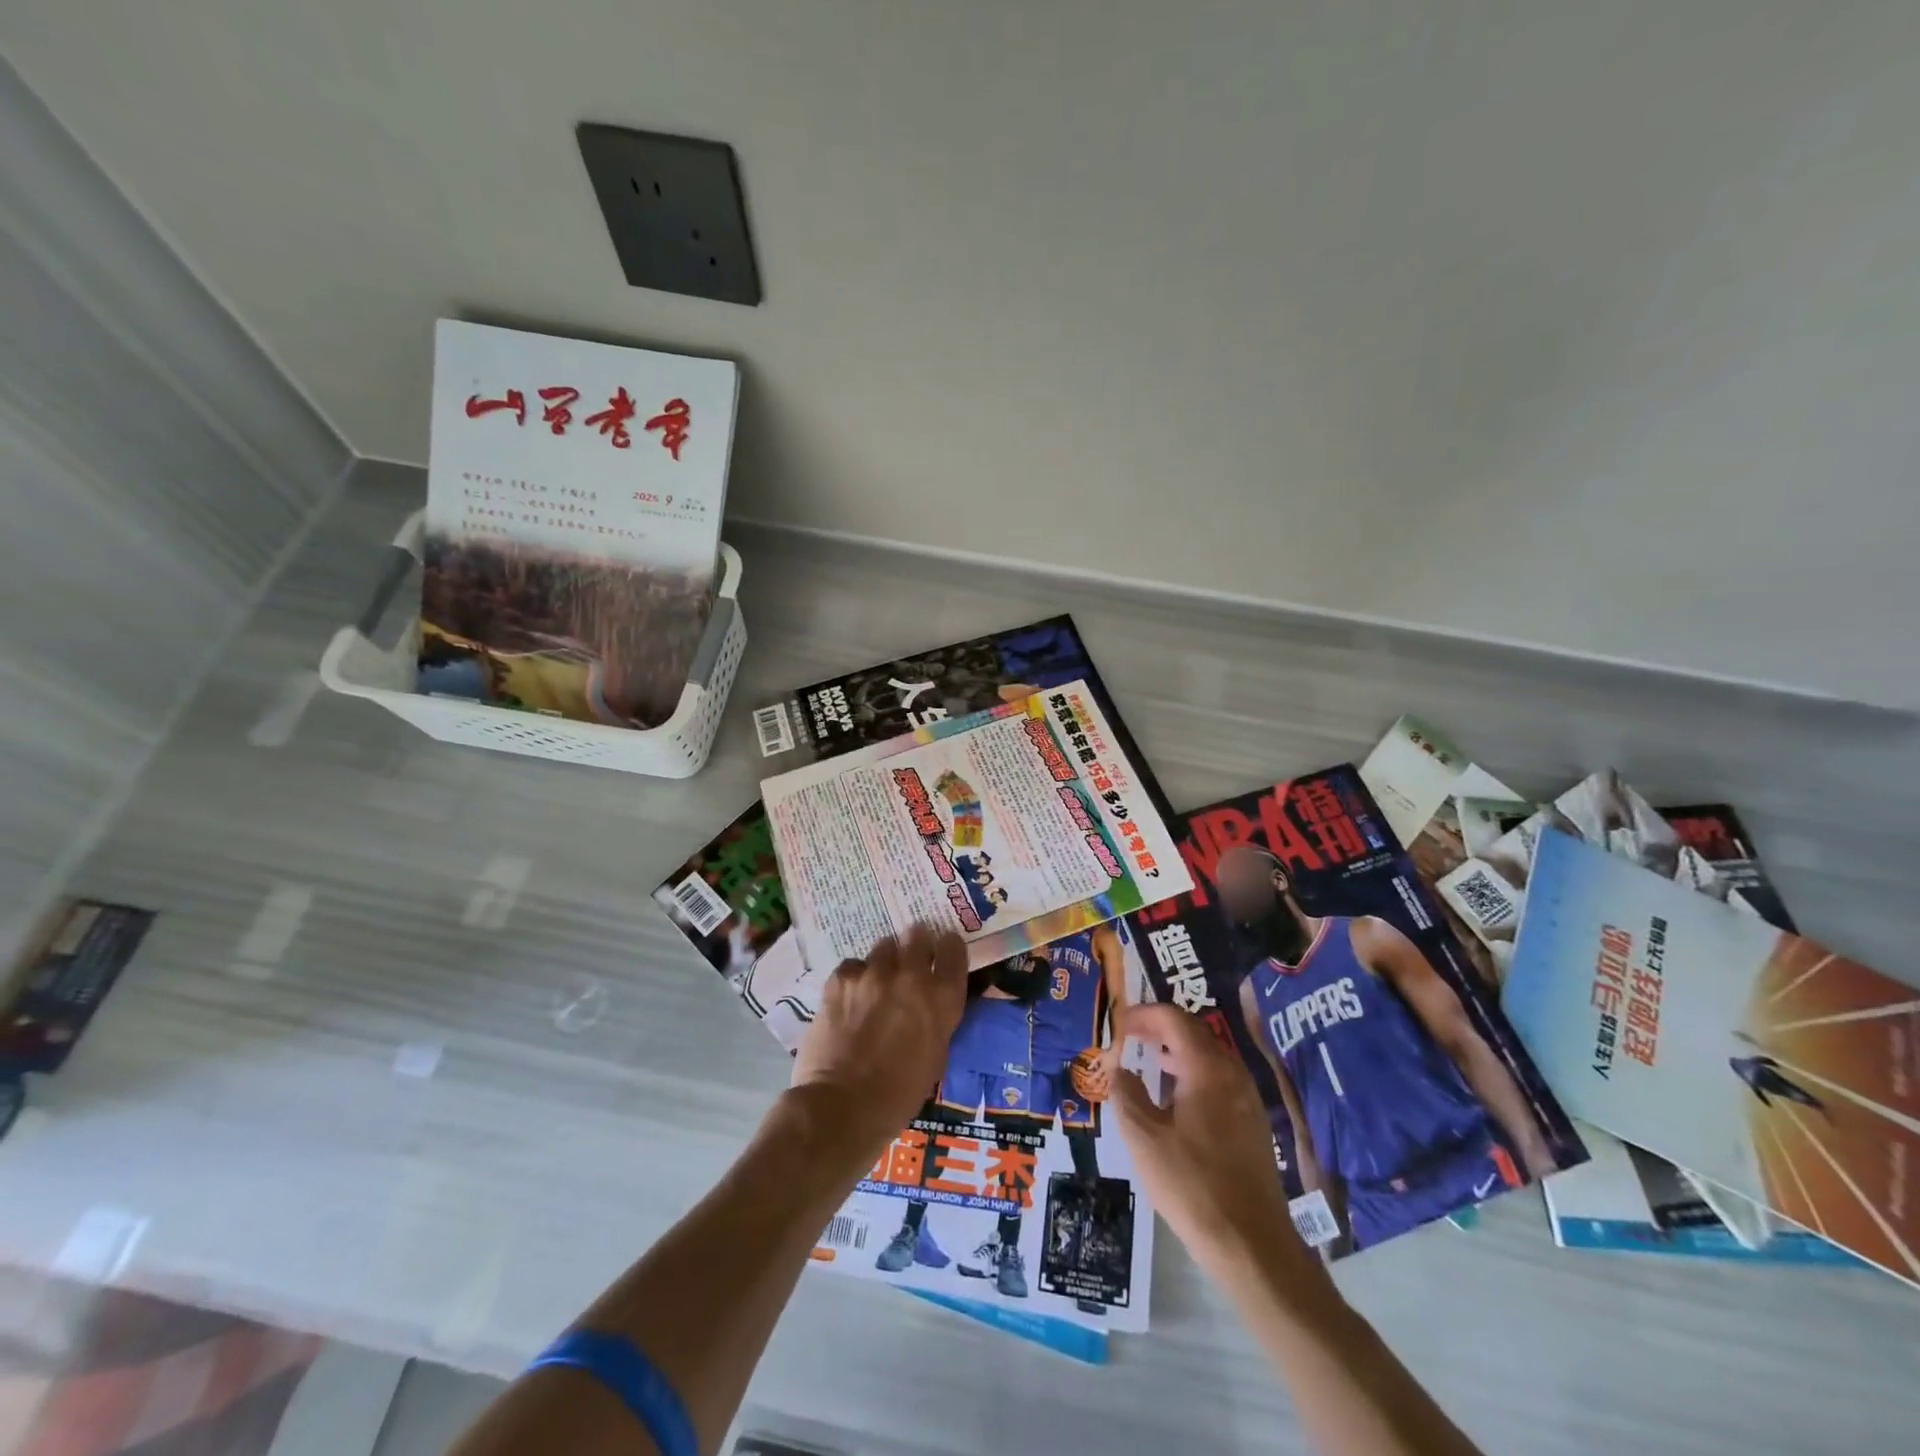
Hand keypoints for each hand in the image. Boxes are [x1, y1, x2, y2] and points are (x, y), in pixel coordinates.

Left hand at [790, 925, 967, 1154]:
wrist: (843, 1106)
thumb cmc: (899, 1095)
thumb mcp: (936, 1056)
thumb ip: (937, 1018)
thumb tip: (930, 1004)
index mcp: (942, 998)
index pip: (953, 948)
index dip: (946, 948)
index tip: (940, 953)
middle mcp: (912, 976)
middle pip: (917, 934)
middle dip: (914, 945)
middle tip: (907, 962)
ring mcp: (874, 974)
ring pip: (883, 947)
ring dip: (883, 962)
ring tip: (874, 984)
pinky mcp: (841, 979)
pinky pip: (852, 966)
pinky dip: (853, 978)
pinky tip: (848, 999)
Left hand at [1078, 1042, 1121, 1100]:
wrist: (1116, 1051)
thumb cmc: (1107, 1053)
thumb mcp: (1099, 1056)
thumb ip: (1093, 1063)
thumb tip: (1088, 1069)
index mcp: (1103, 1067)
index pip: (1096, 1075)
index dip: (1091, 1079)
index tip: (1087, 1083)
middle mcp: (1108, 1072)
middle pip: (1103, 1081)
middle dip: (1098, 1087)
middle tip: (1094, 1091)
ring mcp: (1113, 1074)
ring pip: (1109, 1083)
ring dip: (1105, 1089)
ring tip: (1103, 1094)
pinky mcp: (1116, 1074)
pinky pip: (1113, 1082)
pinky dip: (1110, 1086)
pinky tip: (1109, 1090)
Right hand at [1110, 1003, 1315, 1280]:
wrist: (1252, 1245)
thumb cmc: (1192, 1184)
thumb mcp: (1144, 1138)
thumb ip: (1126, 1094)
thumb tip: (1119, 1068)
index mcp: (1207, 1068)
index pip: (1173, 1019)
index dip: (1143, 1015)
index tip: (1118, 1023)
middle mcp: (1232, 1073)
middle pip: (1194, 1031)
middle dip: (1160, 1027)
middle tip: (1130, 1037)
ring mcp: (1247, 1098)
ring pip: (1209, 1055)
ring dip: (1177, 1049)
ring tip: (1149, 1060)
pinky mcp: (1253, 1122)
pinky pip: (1219, 1078)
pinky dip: (1193, 1071)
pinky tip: (1176, 1097)